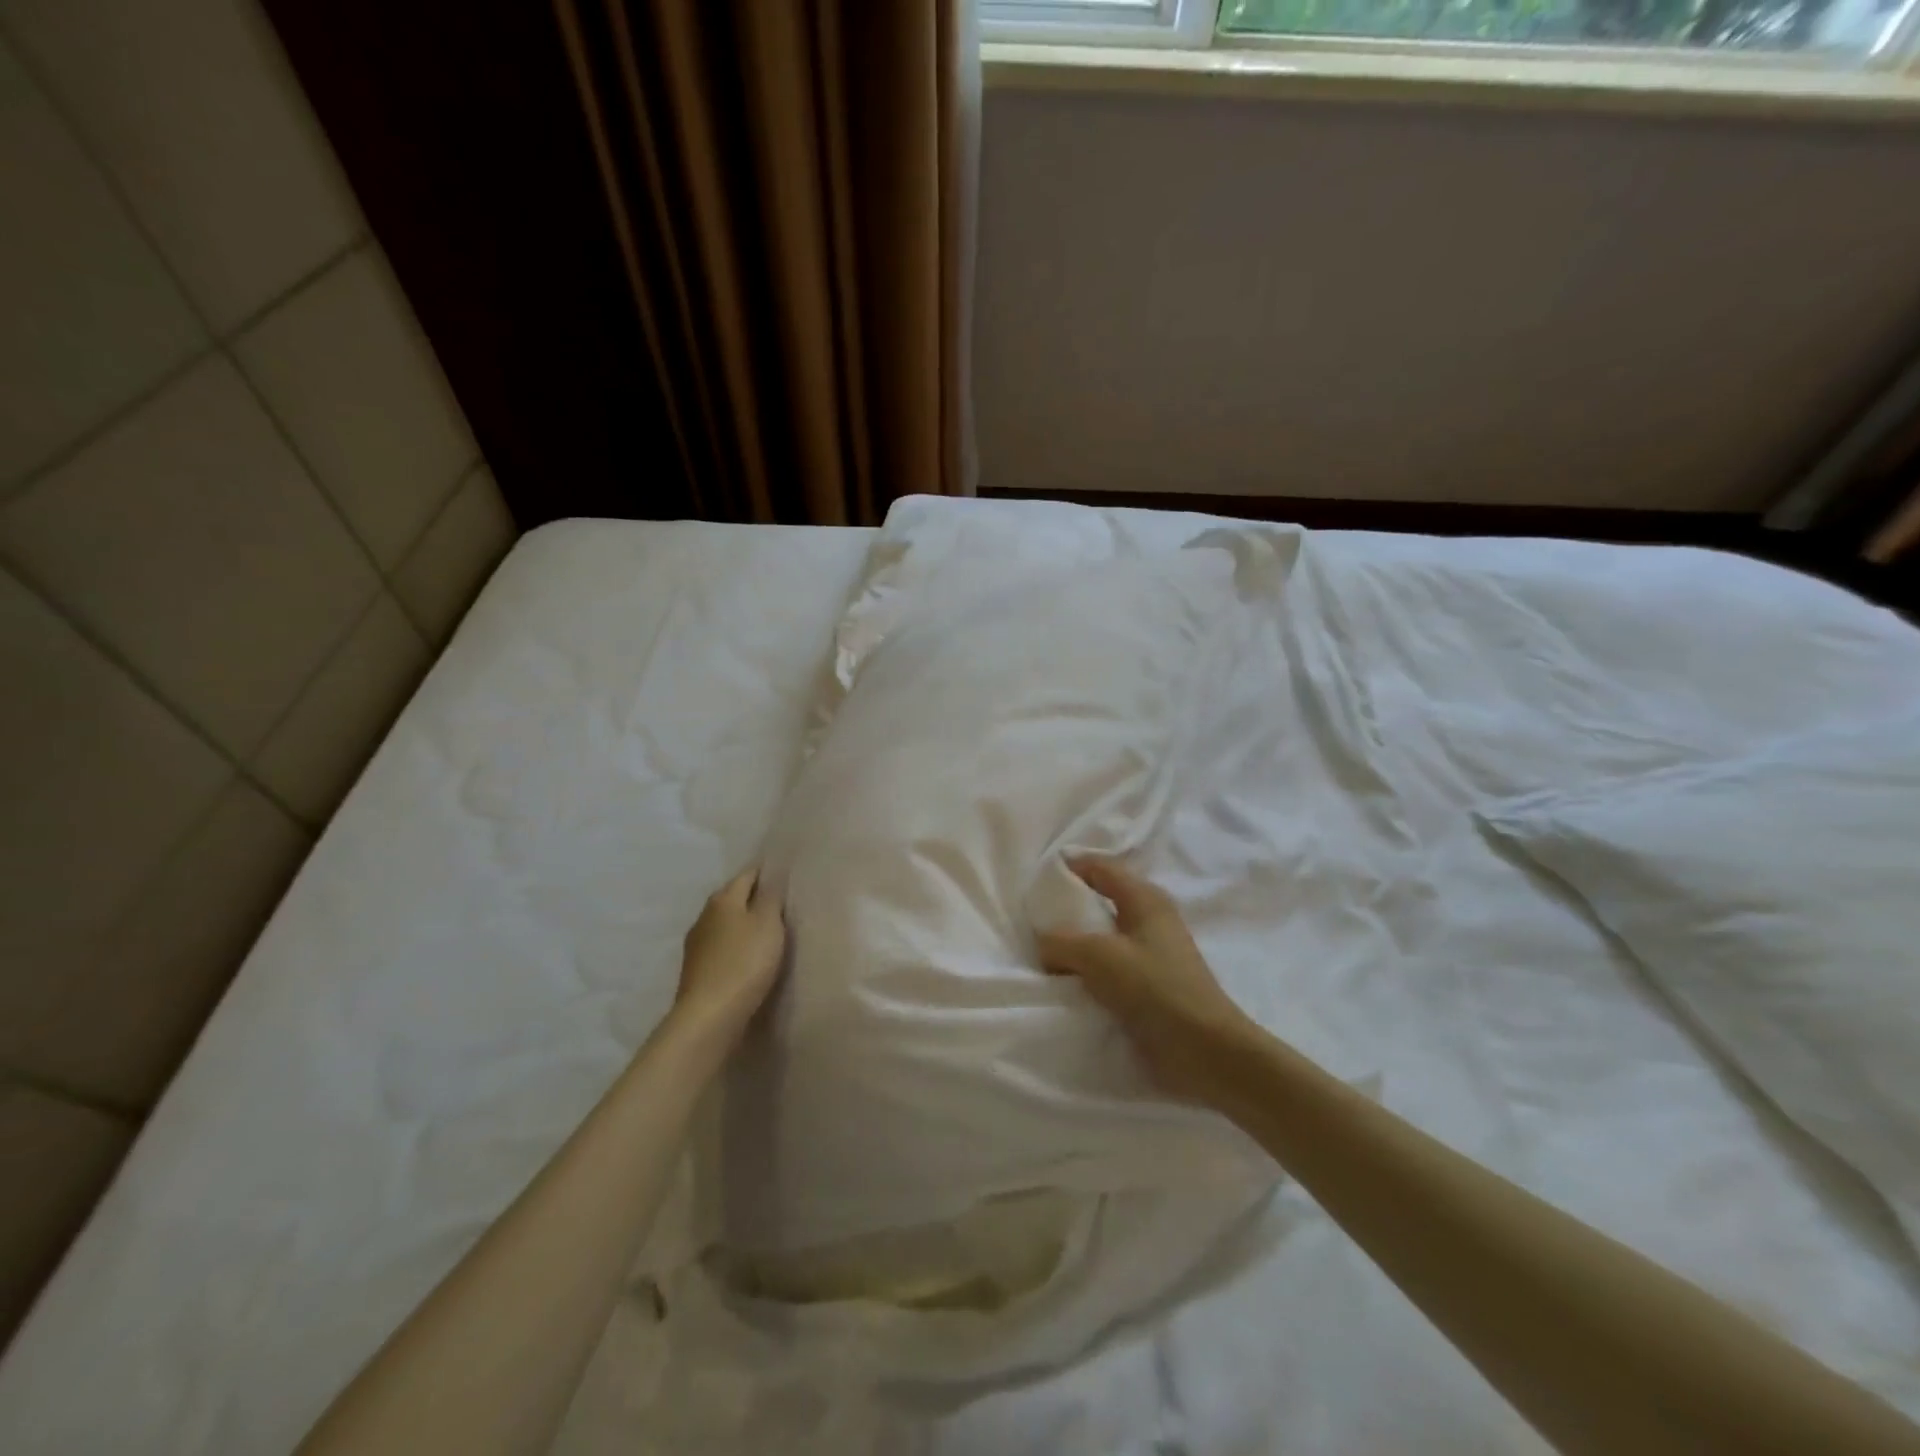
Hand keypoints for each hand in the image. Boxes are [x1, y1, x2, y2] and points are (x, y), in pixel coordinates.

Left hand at [674, 868, 786, 1041]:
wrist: (709, 1015)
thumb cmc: (745, 962)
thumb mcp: (768, 923)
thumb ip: (771, 897)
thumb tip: (771, 879)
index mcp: (723, 899)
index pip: (748, 874)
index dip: (767, 873)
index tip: (786, 877)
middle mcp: (705, 915)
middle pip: (734, 898)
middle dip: (755, 899)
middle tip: (783, 905)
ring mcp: (697, 944)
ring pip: (726, 924)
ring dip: (744, 925)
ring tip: (769, 932)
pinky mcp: (696, 970)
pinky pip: (722, 947)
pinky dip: (736, 947)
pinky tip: (750, 957)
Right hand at [1036, 857, 1251, 1102]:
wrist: (1205, 1052)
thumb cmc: (1155, 989)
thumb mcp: (1099, 956)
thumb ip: (1061, 941)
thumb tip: (1043, 943)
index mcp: (1144, 898)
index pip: (1100, 867)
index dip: (1067, 867)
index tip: (1033, 879)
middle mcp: (1149, 919)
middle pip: (1099, 901)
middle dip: (1066, 910)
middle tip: (1031, 919)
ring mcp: (1150, 954)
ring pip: (1101, 938)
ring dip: (1074, 946)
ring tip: (1040, 954)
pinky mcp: (1148, 986)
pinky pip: (1107, 968)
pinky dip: (1085, 972)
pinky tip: (1064, 983)